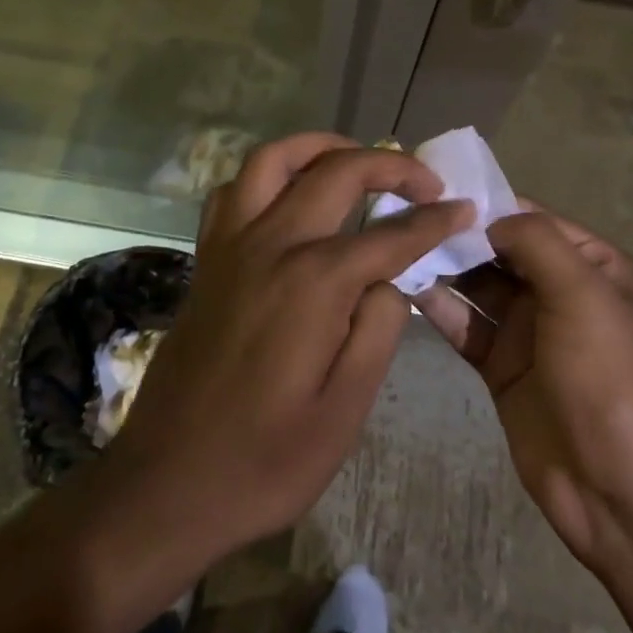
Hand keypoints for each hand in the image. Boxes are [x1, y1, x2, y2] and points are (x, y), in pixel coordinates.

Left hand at [96, 132, 472, 574]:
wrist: (166, 485)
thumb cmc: (265, 461)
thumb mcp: (345, 410)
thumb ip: (379, 329)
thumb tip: (390, 277)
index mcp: (313, 282)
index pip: (390, 234)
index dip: (435, 220)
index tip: (466, 210)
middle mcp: (271, 245)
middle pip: (336, 173)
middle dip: (390, 166)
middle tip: (425, 182)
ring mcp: (231, 247)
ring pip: (273, 160)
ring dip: (320, 147)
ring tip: (355, 158)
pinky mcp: (207, 260)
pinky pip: (234, 191)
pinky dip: (267, 175)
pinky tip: (289, 195)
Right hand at [415, 208, 632, 570]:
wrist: (622, 491)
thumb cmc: (610, 377)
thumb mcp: (584, 294)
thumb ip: (537, 242)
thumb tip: (490, 217)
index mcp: (592, 266)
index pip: (532, 219)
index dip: (487, 203)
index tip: (434, 189)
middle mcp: (559, 290)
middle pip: (500, 250)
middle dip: (457, 234)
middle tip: (402, 214)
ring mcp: (529, 331)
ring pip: (478, 286)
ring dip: (443, 267)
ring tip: (393, 245)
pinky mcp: (502, 368)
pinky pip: (466, 327)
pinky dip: (438, 308)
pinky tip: (403, 288)